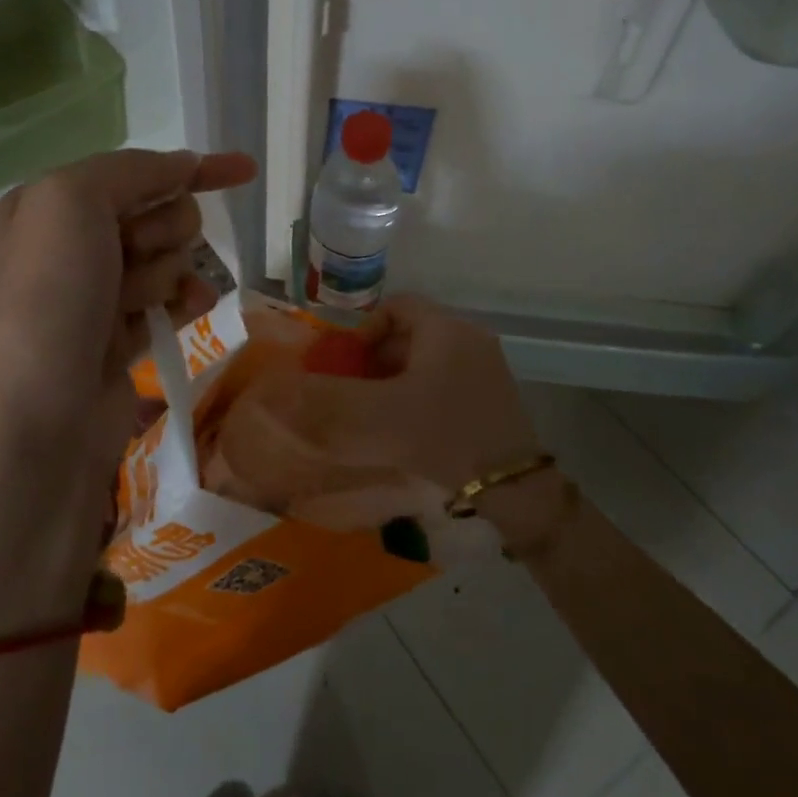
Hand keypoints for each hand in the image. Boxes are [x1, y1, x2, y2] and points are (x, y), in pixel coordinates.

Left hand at [0, 148, 256, 640]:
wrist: (31, 430)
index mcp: (46, 207)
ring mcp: (93, 298)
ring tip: (143, 302)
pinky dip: (182, 302)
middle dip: (164, 230)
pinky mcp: (117, 343)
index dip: (191, 167)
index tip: (245, 170)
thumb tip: (182, 165)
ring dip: (169, 272)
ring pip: (166, 261)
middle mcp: (66, 248)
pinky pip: (167, 303)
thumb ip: (129, 171)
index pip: (133, 170)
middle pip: (155, 215)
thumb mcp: (70, 204)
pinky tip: (191, 312)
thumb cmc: (47, 302)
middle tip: (140, 258)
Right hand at [254, 294, 539, 496]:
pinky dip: (418, 397)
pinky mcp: (490, 398)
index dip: (363, 330)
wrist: (515, 490)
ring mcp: (484, 369)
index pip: (395, 306)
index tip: (346, 365)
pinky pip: (443, 382)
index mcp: (446, 329)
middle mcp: (469, 339)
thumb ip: (328, 402)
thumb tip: (282, 391)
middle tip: (353, 391)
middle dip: (375, 359)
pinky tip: (405, 429)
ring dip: (395, 381)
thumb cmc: (445, 437)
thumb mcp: (379, 418)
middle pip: (409, 334)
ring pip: (426, 360)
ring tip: (374, 414)